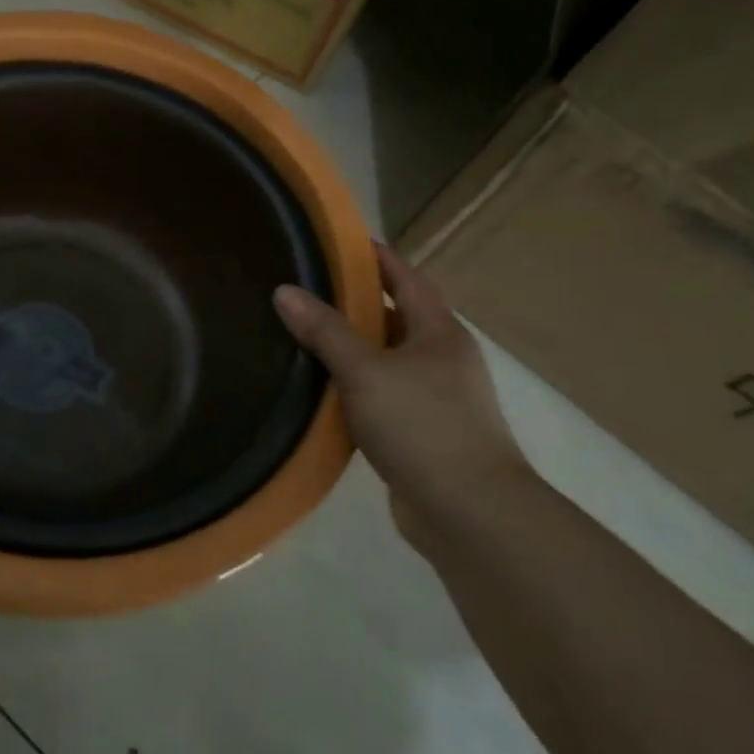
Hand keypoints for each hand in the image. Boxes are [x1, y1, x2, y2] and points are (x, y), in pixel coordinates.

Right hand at [274, 242, 528, 534]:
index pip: (406, 278)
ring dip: (353, 349)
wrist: (469, 510)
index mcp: (439, 332)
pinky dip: (356, 387)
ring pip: (387, 360)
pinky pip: (383, 395)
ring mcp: (436, 397)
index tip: (340, 243)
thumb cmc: (421, 425)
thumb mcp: (365, 371)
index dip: (376, 258)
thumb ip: (325, 331)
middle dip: (356, 304)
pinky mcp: (423, 432)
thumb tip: (284, 290)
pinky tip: (324, 393)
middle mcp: (443, 358)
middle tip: (307, 292)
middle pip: (397, 318)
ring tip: (305, 337)